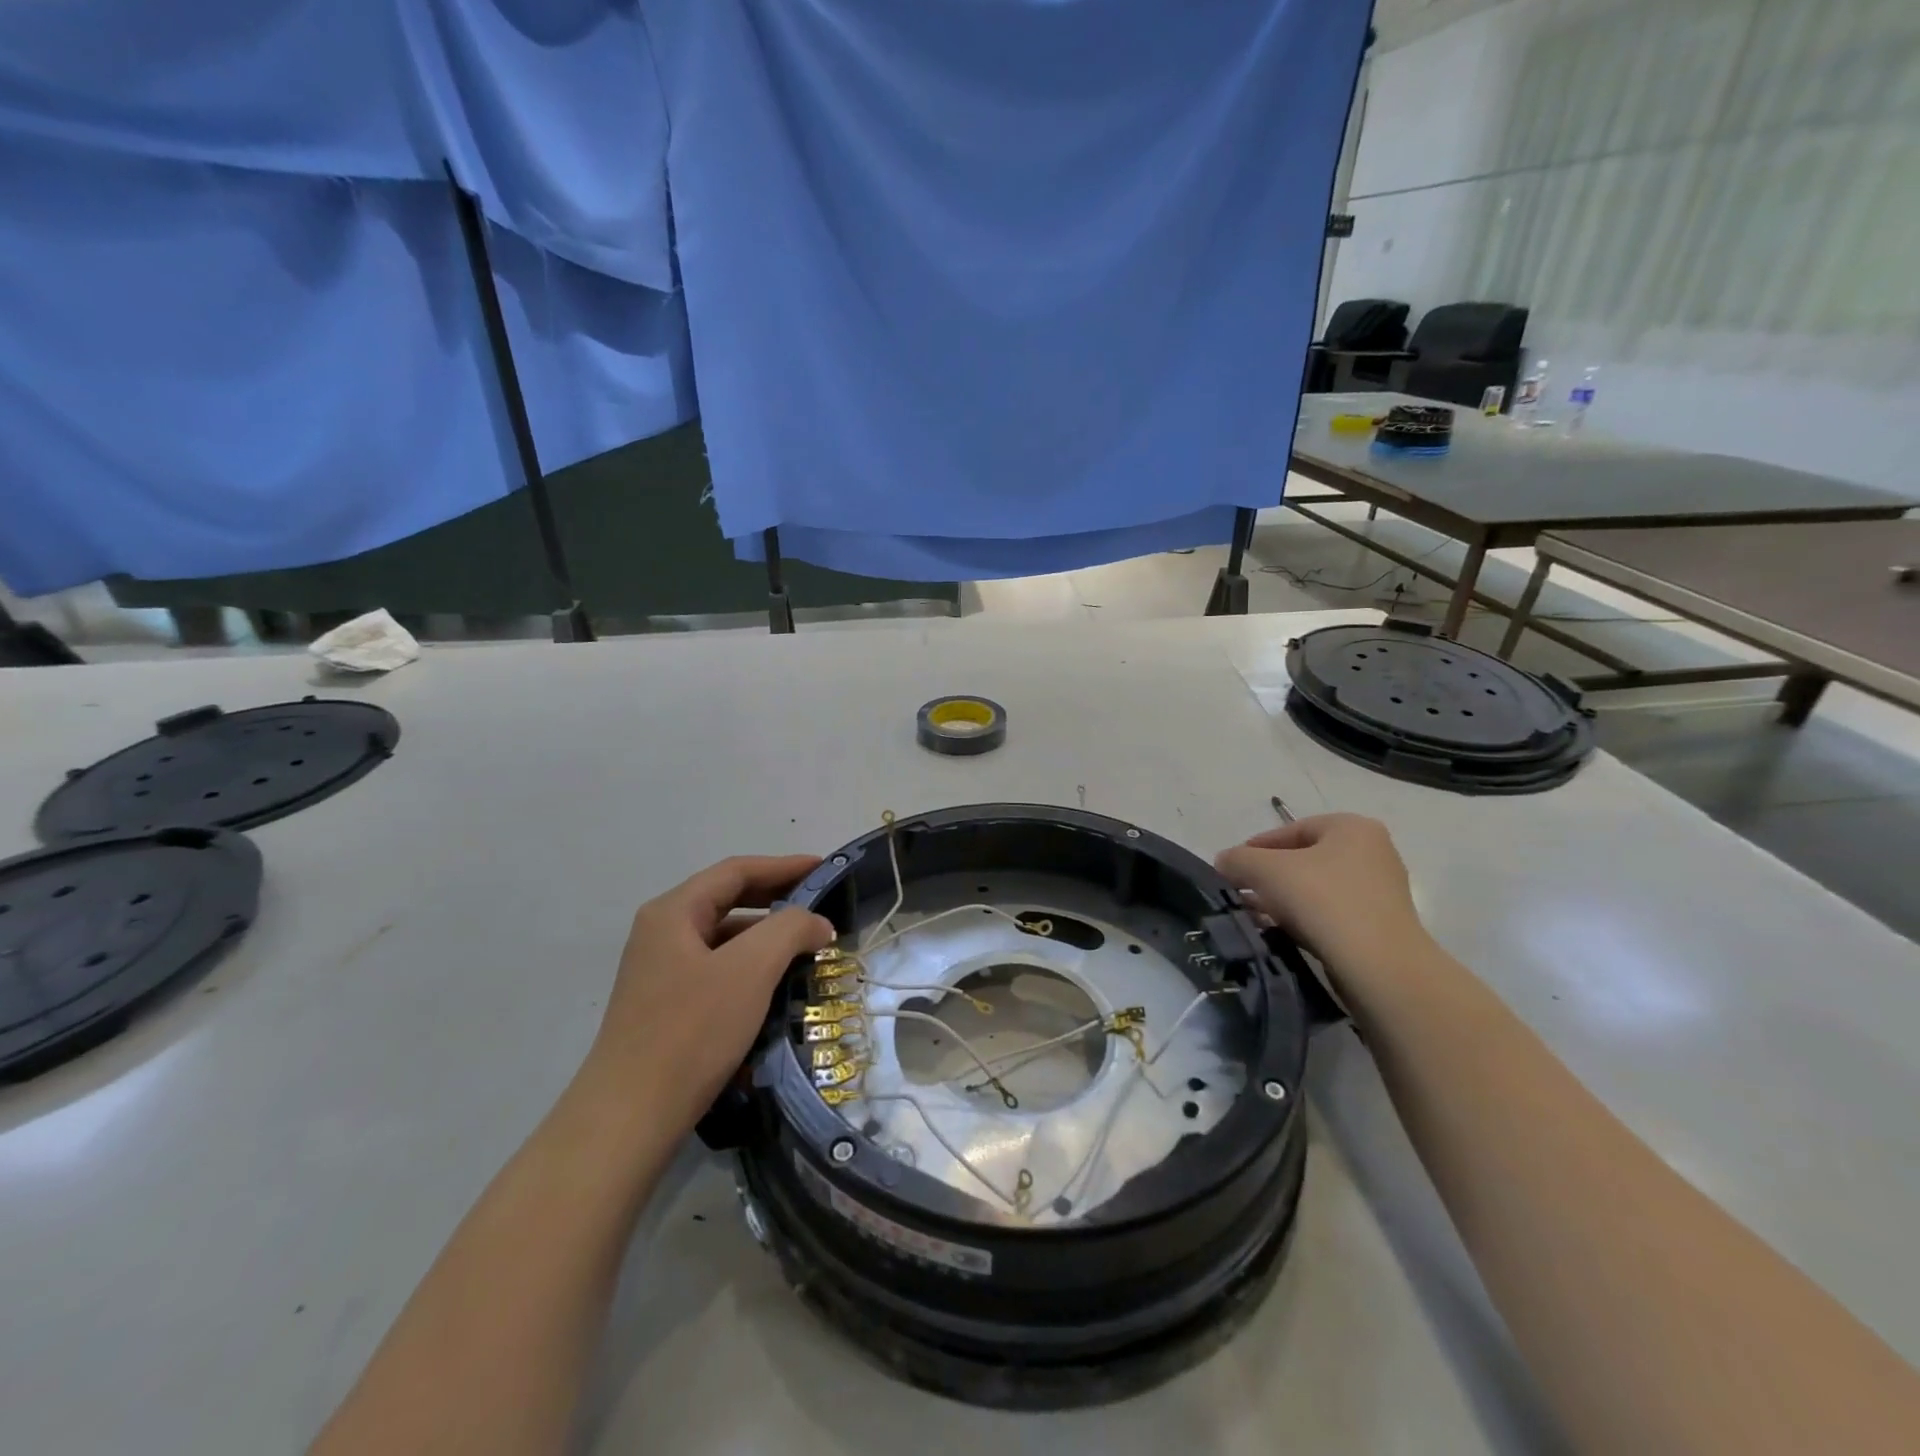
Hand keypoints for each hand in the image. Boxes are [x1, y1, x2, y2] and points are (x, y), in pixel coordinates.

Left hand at [579, 855, 834, 1133]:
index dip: (784, 866)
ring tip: (807, 949)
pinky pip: (717, 971)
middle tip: (821, 904)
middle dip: (777, 899)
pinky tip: (775, 988)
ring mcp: (660, 972)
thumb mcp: (750, 970)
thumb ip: (790, 929)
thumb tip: (817, 922)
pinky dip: (751, 969)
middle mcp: (662, 933)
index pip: (736, 871)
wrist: (629, 1119)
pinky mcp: (665, 1007)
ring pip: (724, 938)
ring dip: (766, 937)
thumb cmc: (691, 1031)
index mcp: (673, 912)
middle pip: (728, 900)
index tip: (825, 869)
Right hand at [1215, 814, 1428, 1003]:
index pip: (1291, 830)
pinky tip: (1277, 932)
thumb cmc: (1322, 900)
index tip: (1232, 868)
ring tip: (1252, 915)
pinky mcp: (1379, 926)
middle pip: (1303, 859)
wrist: (1378, 966)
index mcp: (1352, 827)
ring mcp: (1380, 891)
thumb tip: (1224, 863)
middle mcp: (1373, 853)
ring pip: (1315, 889)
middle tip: (1240, 892)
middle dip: (1267, 877)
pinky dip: (1302, 919)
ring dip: (1281, 900)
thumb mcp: (1265, 870)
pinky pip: (1330, 914)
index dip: (1255, 847)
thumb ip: (1237, 859)